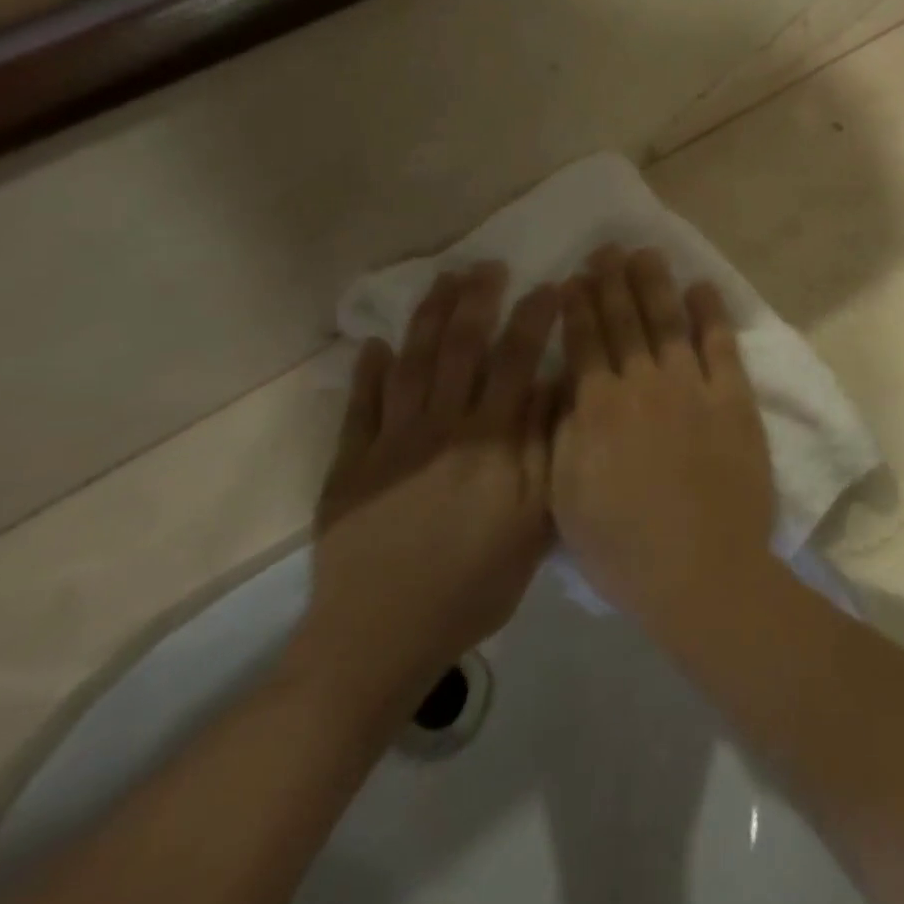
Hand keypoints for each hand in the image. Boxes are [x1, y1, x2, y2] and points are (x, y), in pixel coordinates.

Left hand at [290, 264, 556, 722]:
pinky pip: (359, 406)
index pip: (516, 362)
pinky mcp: (349, 465)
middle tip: (487, 264)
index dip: (533, 319)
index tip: (549, 285)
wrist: (378, 638)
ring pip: (411, 364)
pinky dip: (366, 372)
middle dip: (476, 301)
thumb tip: (553, 388)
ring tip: (443, 282)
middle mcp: (440, 427)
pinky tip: (374, 344)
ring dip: (428, 318)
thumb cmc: (472, 585)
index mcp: (489, 440)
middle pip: (459, 349)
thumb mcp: (532, 524)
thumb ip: (544, 451)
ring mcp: (389, 442)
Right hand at [551, 247, 776, 624]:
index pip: (585, 342)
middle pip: (624, 322)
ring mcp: (692, 388)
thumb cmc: (623, 547)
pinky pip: (721, 346)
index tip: (575, 277)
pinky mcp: (733, 400)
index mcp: (598, 409)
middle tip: (608, 249)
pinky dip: (711, 314)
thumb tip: (564, 385)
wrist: (700, 572)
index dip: (579, 306)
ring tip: (647, 253)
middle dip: (612, 281)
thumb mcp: (566, 497)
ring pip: (668, 322)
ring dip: (655, 284)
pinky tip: (702, 288)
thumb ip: (563, 433)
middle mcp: (643, 385)